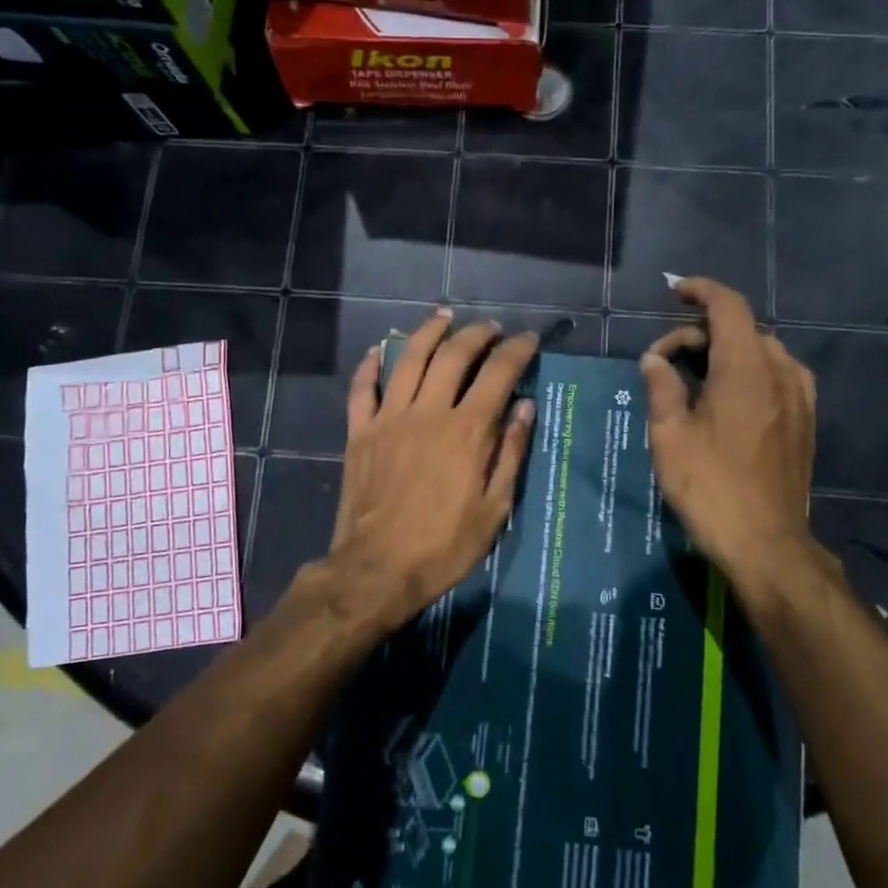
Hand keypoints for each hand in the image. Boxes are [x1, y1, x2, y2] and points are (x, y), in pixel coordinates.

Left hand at [318, 311, 537, 634]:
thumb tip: (526, 406)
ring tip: (444, 317)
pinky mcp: (360, 432)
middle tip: (491, 328)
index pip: (498, 374)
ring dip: (428, 332)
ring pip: (407, 358)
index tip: (528, 339)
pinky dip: (371, 364)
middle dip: (477, 334)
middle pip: (453, 355)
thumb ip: (511, 453)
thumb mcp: (494, 508)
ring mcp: (389, 418)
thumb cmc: (445, 545)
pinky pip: (362, 388)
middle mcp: (428, 412)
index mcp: (467, 431)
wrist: (378, 569)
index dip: (516, 350)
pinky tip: (379, 350)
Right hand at [639, 278, 823, 599]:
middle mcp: (780, 371)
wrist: (766, 543)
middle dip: (698, 334)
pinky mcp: (805, 420)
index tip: (675, 292)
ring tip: (693, 382)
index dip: (700, 290)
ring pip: (760, 351)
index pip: (728, 306)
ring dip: (724, 353)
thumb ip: (661, 387)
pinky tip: (727, 399)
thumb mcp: (669, 435)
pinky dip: (748, 371)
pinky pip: (777, 375)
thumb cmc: (710, 486)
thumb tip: (654, 361)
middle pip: (740, 329)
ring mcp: (799, 396)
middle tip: (663, 365)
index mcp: (745, 367)